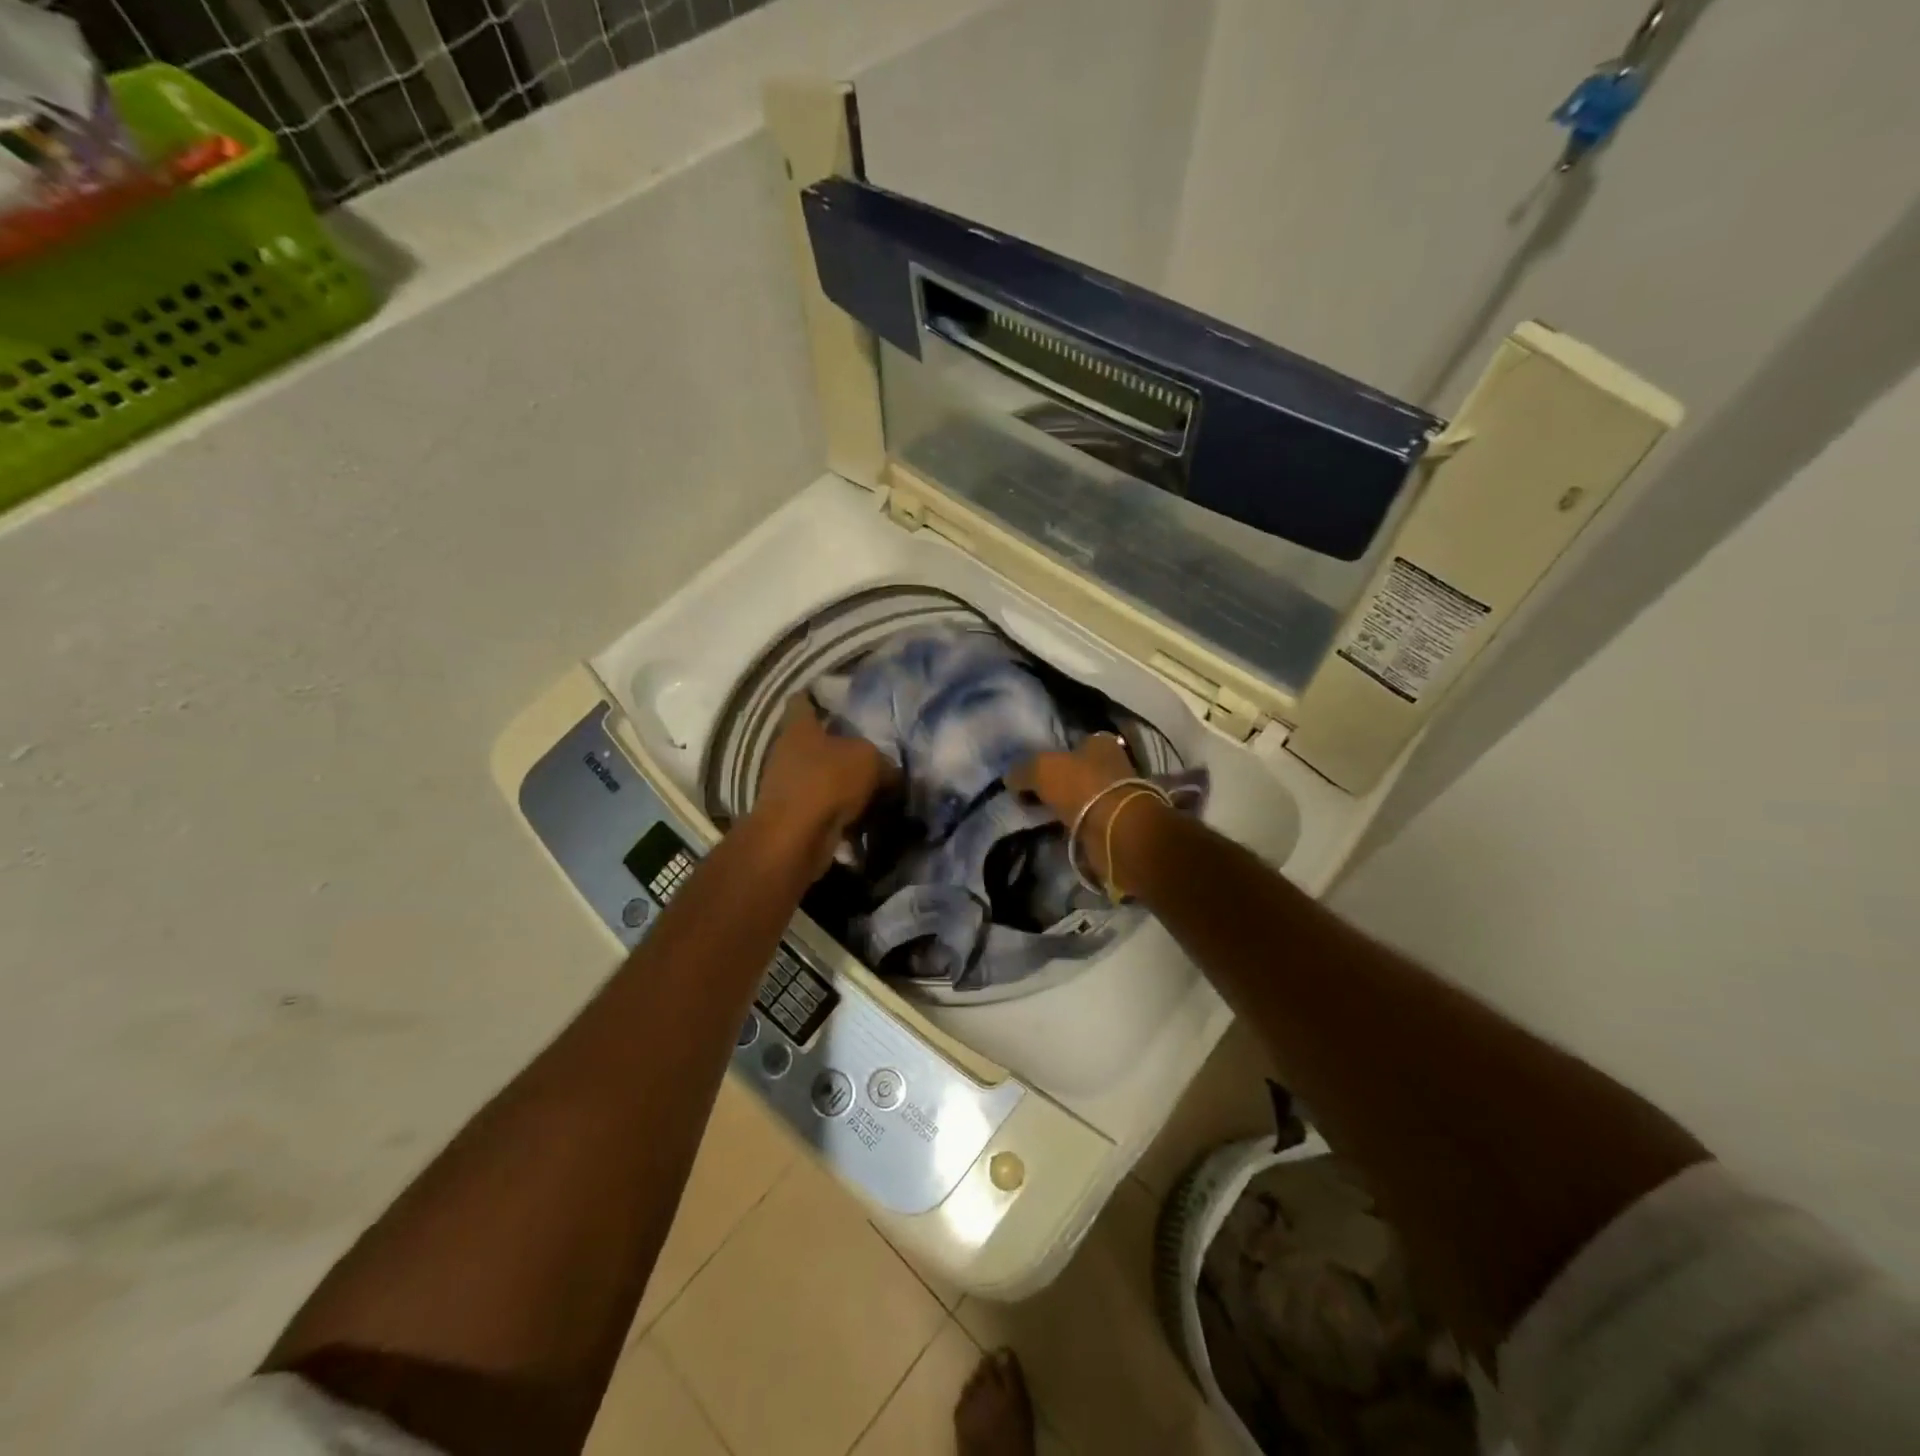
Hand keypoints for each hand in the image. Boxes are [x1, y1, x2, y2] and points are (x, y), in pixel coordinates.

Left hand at [749, 697, 894, 878]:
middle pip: (818, 743)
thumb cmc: (828, 782)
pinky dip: (845, 815)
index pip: (802, 701)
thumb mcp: (870, 761)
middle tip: (877, 753)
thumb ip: (884, 763)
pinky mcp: (795, 818)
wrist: (795, 839)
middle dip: (844, 749)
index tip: (842, 700)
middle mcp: (788, 753)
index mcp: (799, 728)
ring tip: (881, 791)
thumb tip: (892, 773)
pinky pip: (826, 810)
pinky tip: (870, 821)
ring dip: (847, 786)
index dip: (819, 696)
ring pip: (824, 778)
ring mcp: (788, 787)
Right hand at [1007, 732, 1133, 821]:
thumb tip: (1010, 779)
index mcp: (1100, 742)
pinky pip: (1086, 817)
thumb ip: (1022, 770)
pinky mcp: (1116, 820)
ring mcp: (1117, 793)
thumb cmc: (1080, 785)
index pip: (1071, 742)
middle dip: (1057, 781)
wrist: (1114, 829)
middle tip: (1032, 793)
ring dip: (1064, 804)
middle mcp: (1113, 763)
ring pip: (1081, 794)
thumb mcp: (1041, 769)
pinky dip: (1073, 821)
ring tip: (1041, 814)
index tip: (1032, 770)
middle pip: (1076, 769)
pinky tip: (1057, 828)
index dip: (1050, 754)